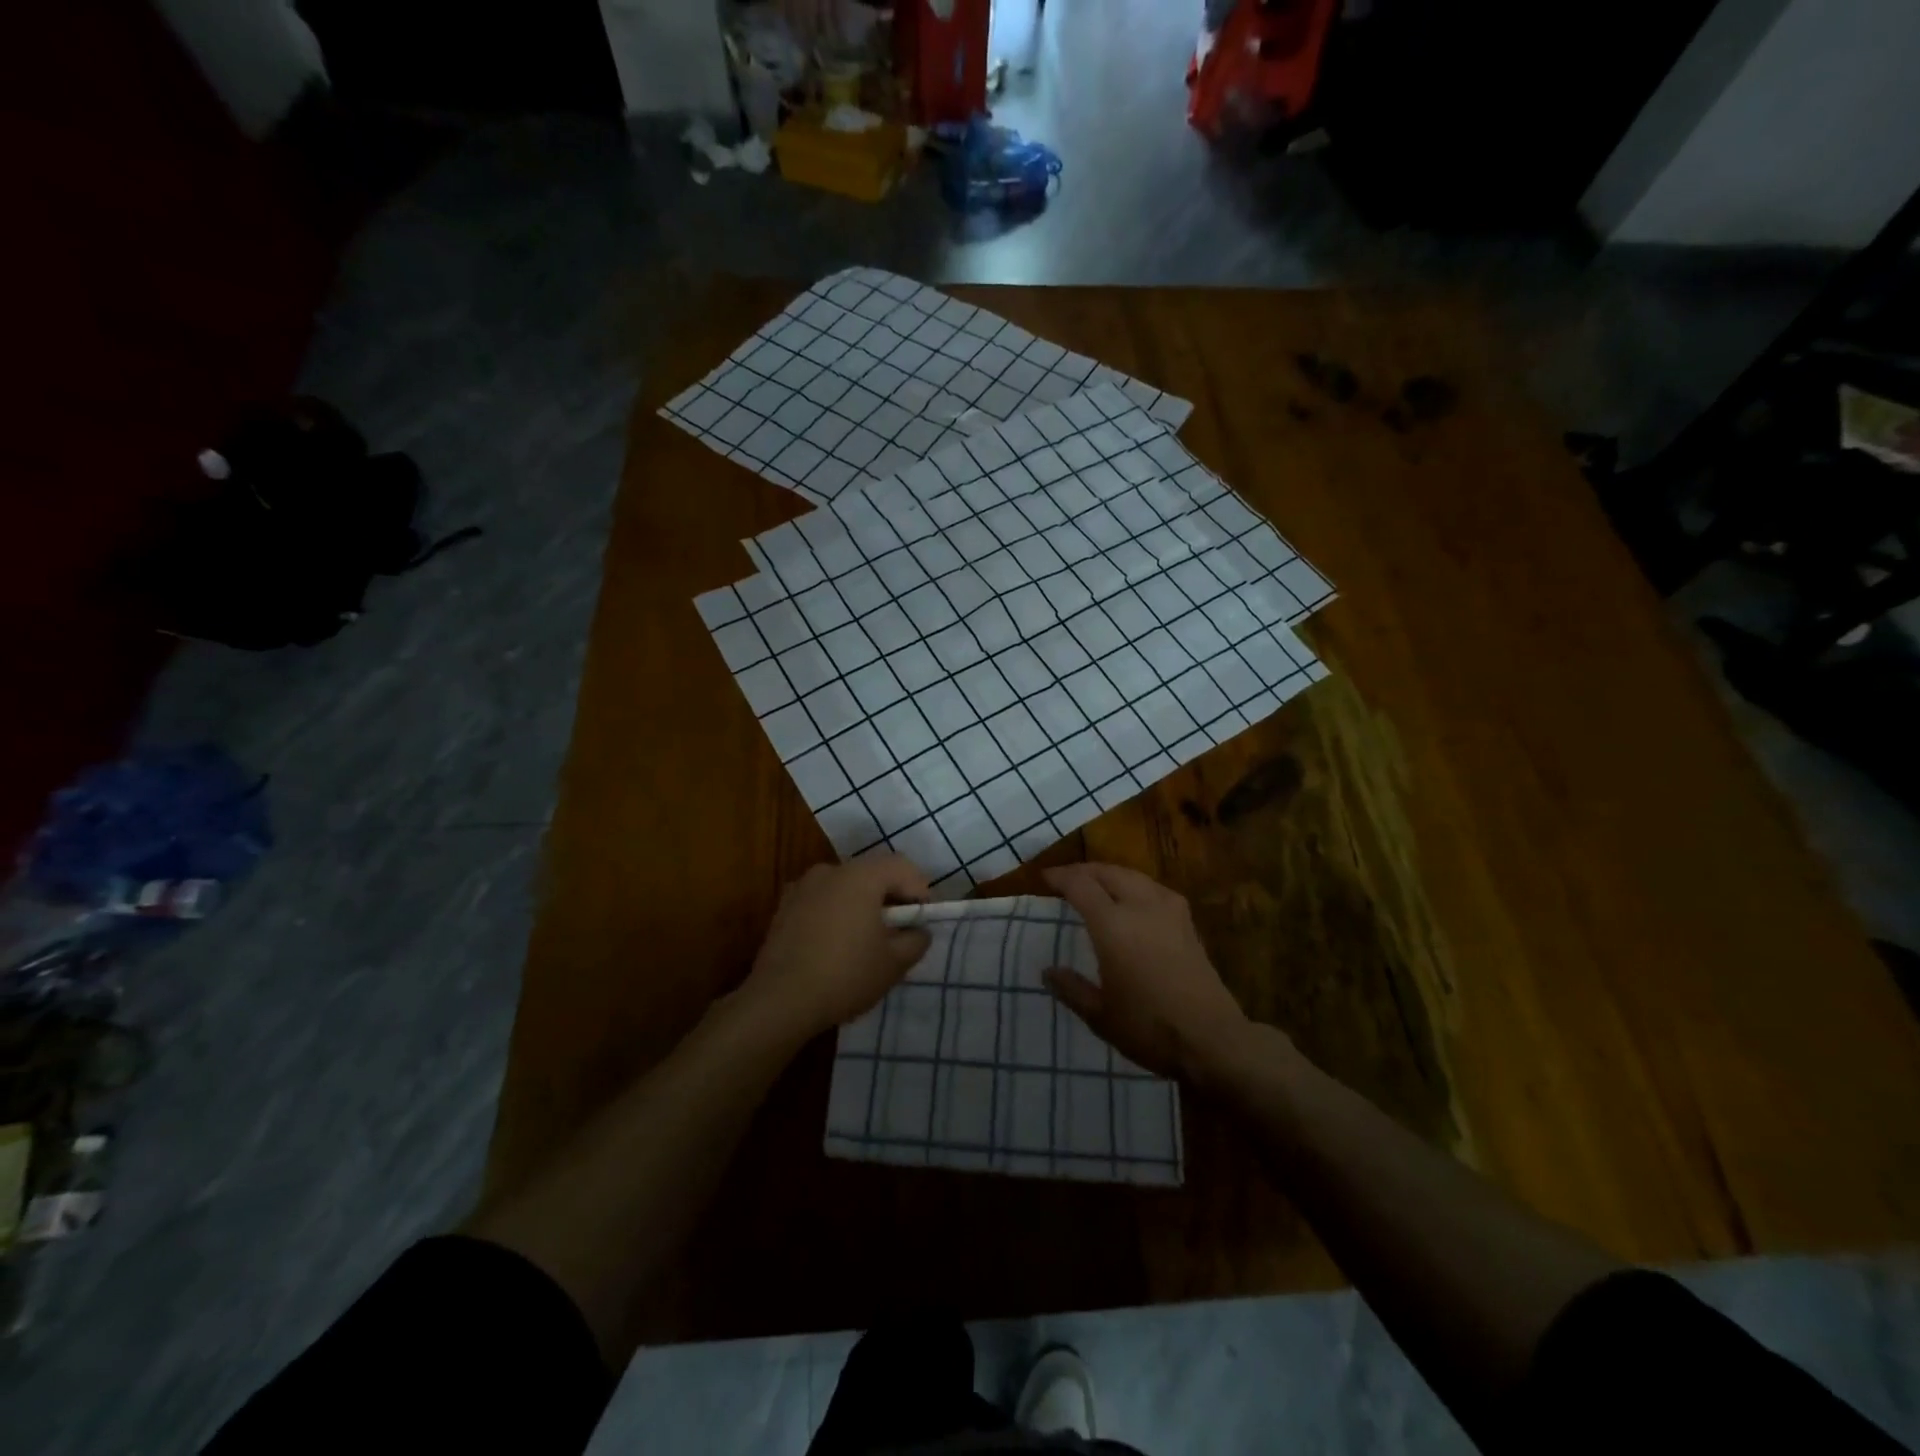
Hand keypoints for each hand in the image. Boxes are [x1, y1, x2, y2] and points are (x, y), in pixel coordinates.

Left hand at [744, 855, 931, 1036]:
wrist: (779, 1001)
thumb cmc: (845, 975)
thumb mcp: (894, 963)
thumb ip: (916, 940)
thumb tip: (918, 931)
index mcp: (861, 876)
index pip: (902, 867)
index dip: (920, 890)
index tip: (925, 919)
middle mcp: (830, 871)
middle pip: (872, 873)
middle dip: (892, 896)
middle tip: (901, 928)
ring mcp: (802, 887)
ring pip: (845, 886)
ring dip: (862, 904)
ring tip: (868, 938)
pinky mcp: (784, 908)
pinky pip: (822, 901)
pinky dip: (837, 913)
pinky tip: (837, 944)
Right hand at [1042, 863, 1254, 1080]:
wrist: (1212, 1039)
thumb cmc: (1149, 1027)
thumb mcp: (1100, 1016)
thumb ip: (1072, 989)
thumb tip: (1048, 972)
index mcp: (1113, 925)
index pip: (1080, 885)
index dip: (1060, 877)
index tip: (1044, 878)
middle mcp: (1141, 907)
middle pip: (1109, 872)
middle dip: (1084, 871)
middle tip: (1066, 879)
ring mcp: (1169, 911)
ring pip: (1134, 875)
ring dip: (1111, 874)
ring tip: (1097, 884)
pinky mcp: (1188, 922)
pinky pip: (1154, 888)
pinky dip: (1135, 884)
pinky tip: (1134, 900)